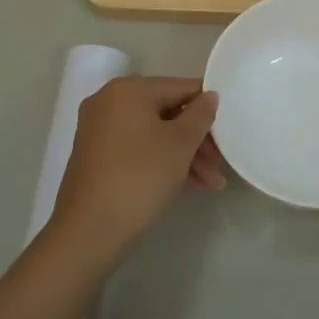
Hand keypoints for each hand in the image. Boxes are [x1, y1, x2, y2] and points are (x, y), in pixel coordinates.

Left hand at [54, 76, 225, 256]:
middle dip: (198, 140)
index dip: (208, 107)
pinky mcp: (97, 158)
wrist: (89, 232)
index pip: (180, 87)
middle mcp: (109, 102)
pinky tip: (190, 186)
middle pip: (167, 112)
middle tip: (220, 164)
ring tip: (212, 184)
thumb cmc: (140, 177)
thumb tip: (209, 96)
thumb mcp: (180, 144)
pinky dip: (163, 163)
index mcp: (128, 90)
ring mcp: (100, 131)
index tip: (229, 130)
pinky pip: (139, 150)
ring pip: (154, 135)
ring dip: (185, 156)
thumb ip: (201, 115)